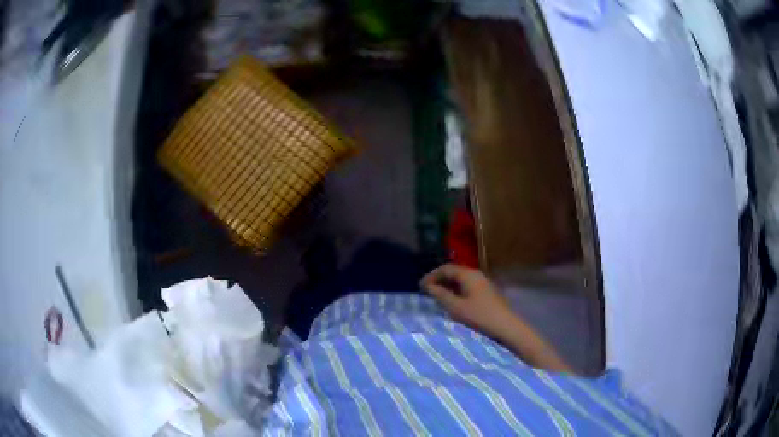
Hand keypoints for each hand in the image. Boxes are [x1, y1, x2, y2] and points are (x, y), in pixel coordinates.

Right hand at [420, 264, 514, 339]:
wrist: (506, 326)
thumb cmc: (480, 316)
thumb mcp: (456, 307)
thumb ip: (440, 295)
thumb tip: (428, 287)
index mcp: (468, 275)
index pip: (446, 268)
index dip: (431, 275)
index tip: (420, 286)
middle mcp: (476, 274)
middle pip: (454, 272)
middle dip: (439, 279)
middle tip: (426, 290)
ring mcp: (483, 283)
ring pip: (461, 279)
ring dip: (447, 285)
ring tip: (436, 296)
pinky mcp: (486, 292)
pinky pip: (467, 286)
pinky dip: (456, 290)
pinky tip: (452, 301)